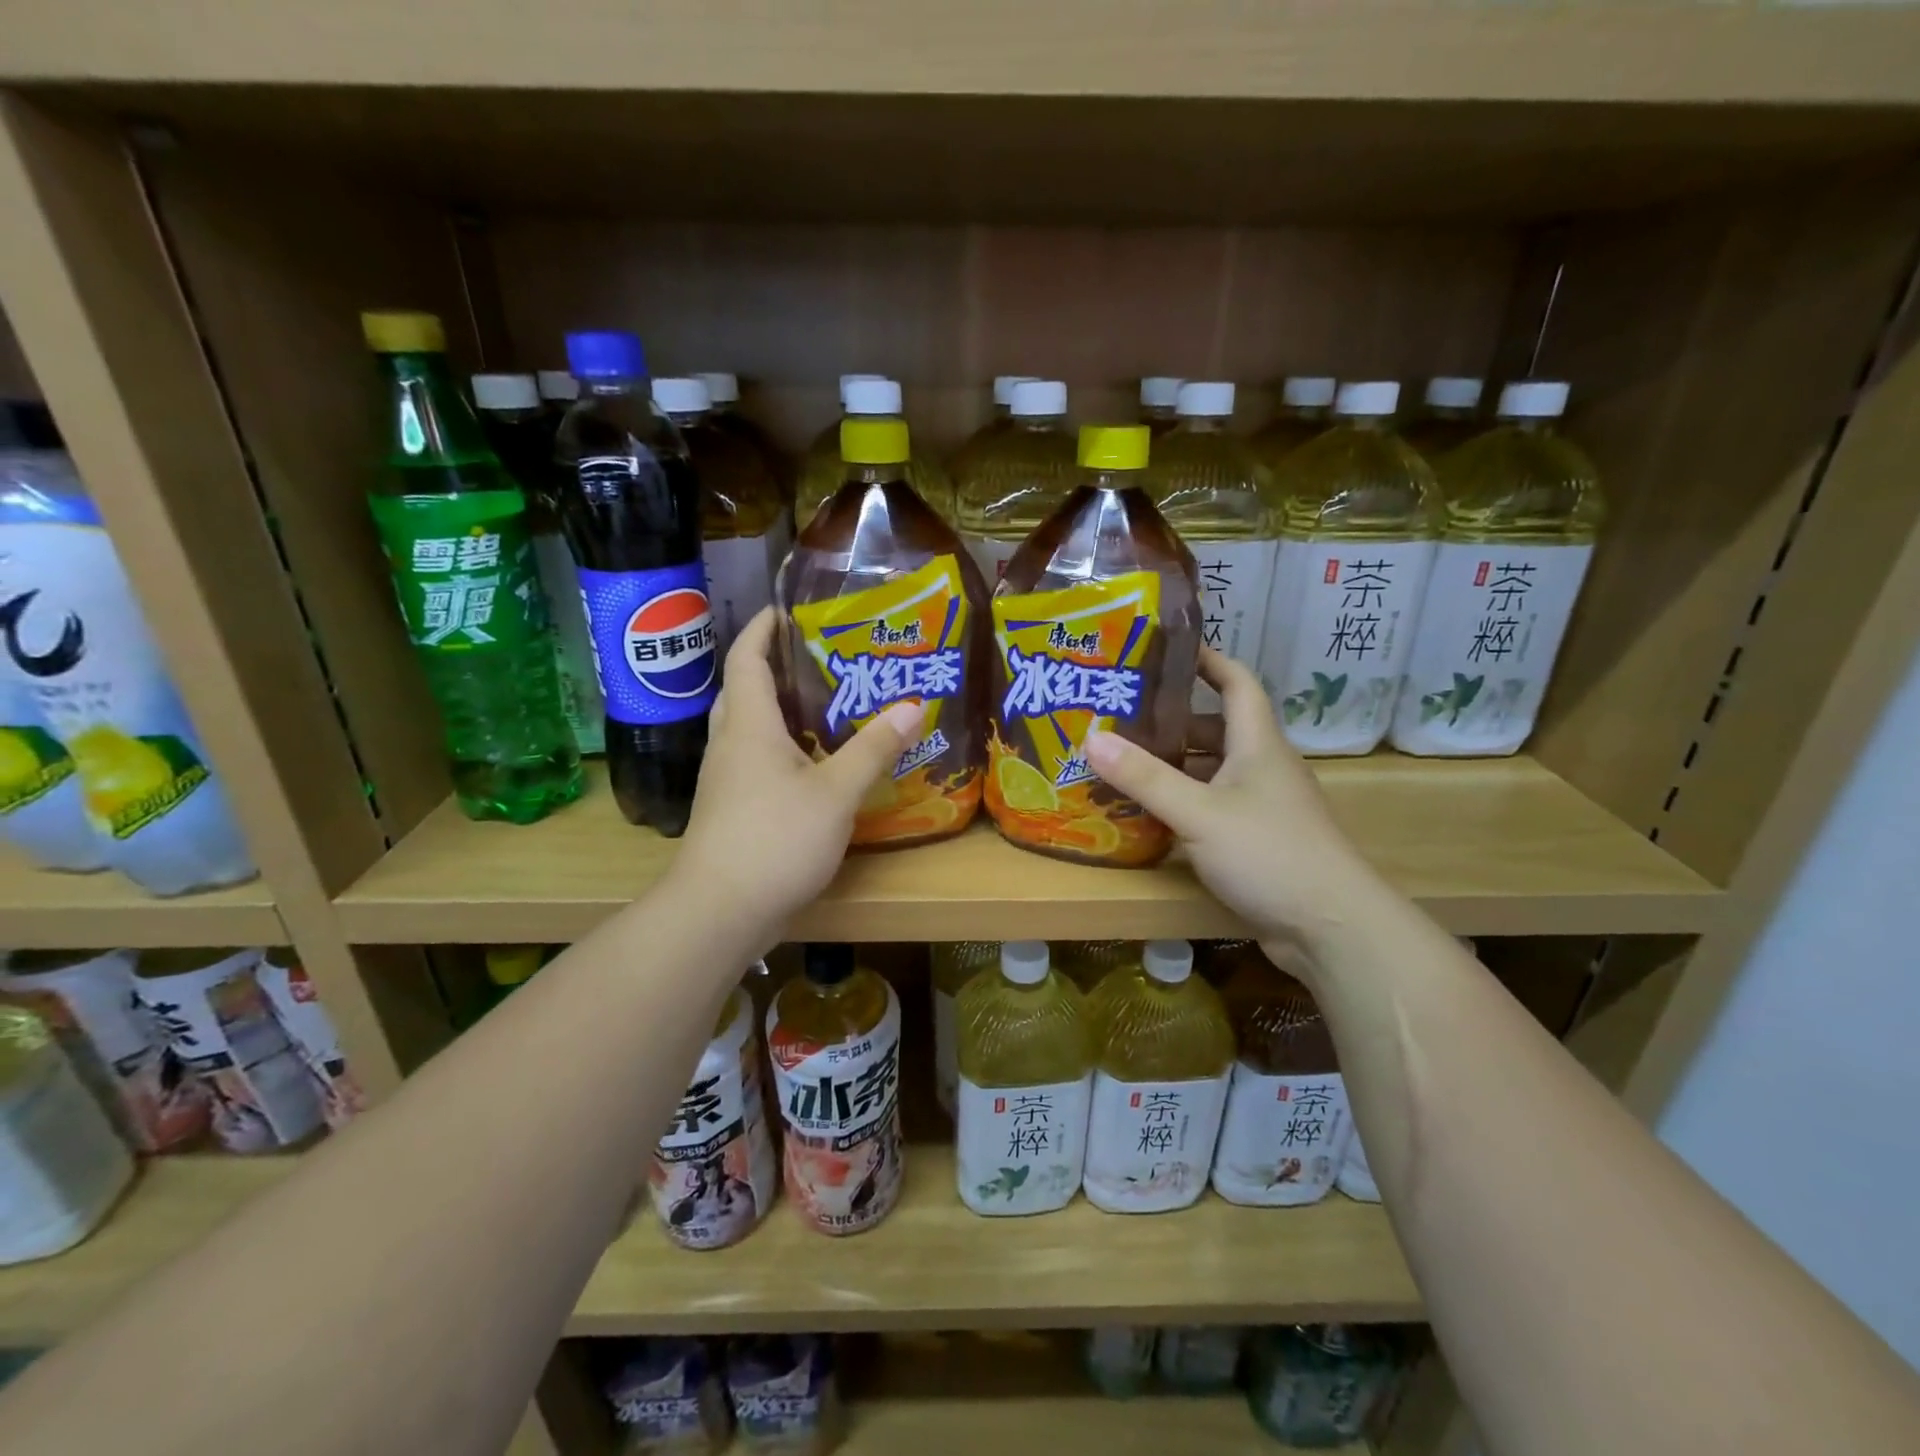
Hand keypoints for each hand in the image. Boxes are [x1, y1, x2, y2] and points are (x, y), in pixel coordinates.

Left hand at [675, 608, 924, 936]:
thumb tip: (914, 705)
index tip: (784, 609)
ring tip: (820, 704)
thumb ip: (874, 749)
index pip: (746, 659)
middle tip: (814, 657)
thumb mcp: (836, 793)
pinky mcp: (729, 810)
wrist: (719, 911)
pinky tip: (809, 765)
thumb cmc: (774, 839)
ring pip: (745, 729)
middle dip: (770, 666)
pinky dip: (777, 748)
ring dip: (775, 709)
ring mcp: (724, 780)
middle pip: (741, 690)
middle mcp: (729, 745)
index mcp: (749, 725)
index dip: (762, 629)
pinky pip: (751, 761)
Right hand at [1083, 647, 1383, 955]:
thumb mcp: (1199, 812)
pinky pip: (1215, 806)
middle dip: (1173, 720)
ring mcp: (1264, 805)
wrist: (1331, 928)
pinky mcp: (1259, 839)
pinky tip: (1150, 814)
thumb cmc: (1268, 853)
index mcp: (1258, 744)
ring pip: (1214, 770)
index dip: (1208, 660)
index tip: (1168, 649)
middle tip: (1122, 716)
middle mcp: (1264, 767)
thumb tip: (1091, 737)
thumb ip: (1145, 777)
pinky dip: (1184, 802)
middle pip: (1218, 729)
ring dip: (1175, 765)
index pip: (1237, 683)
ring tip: (1125, 762)